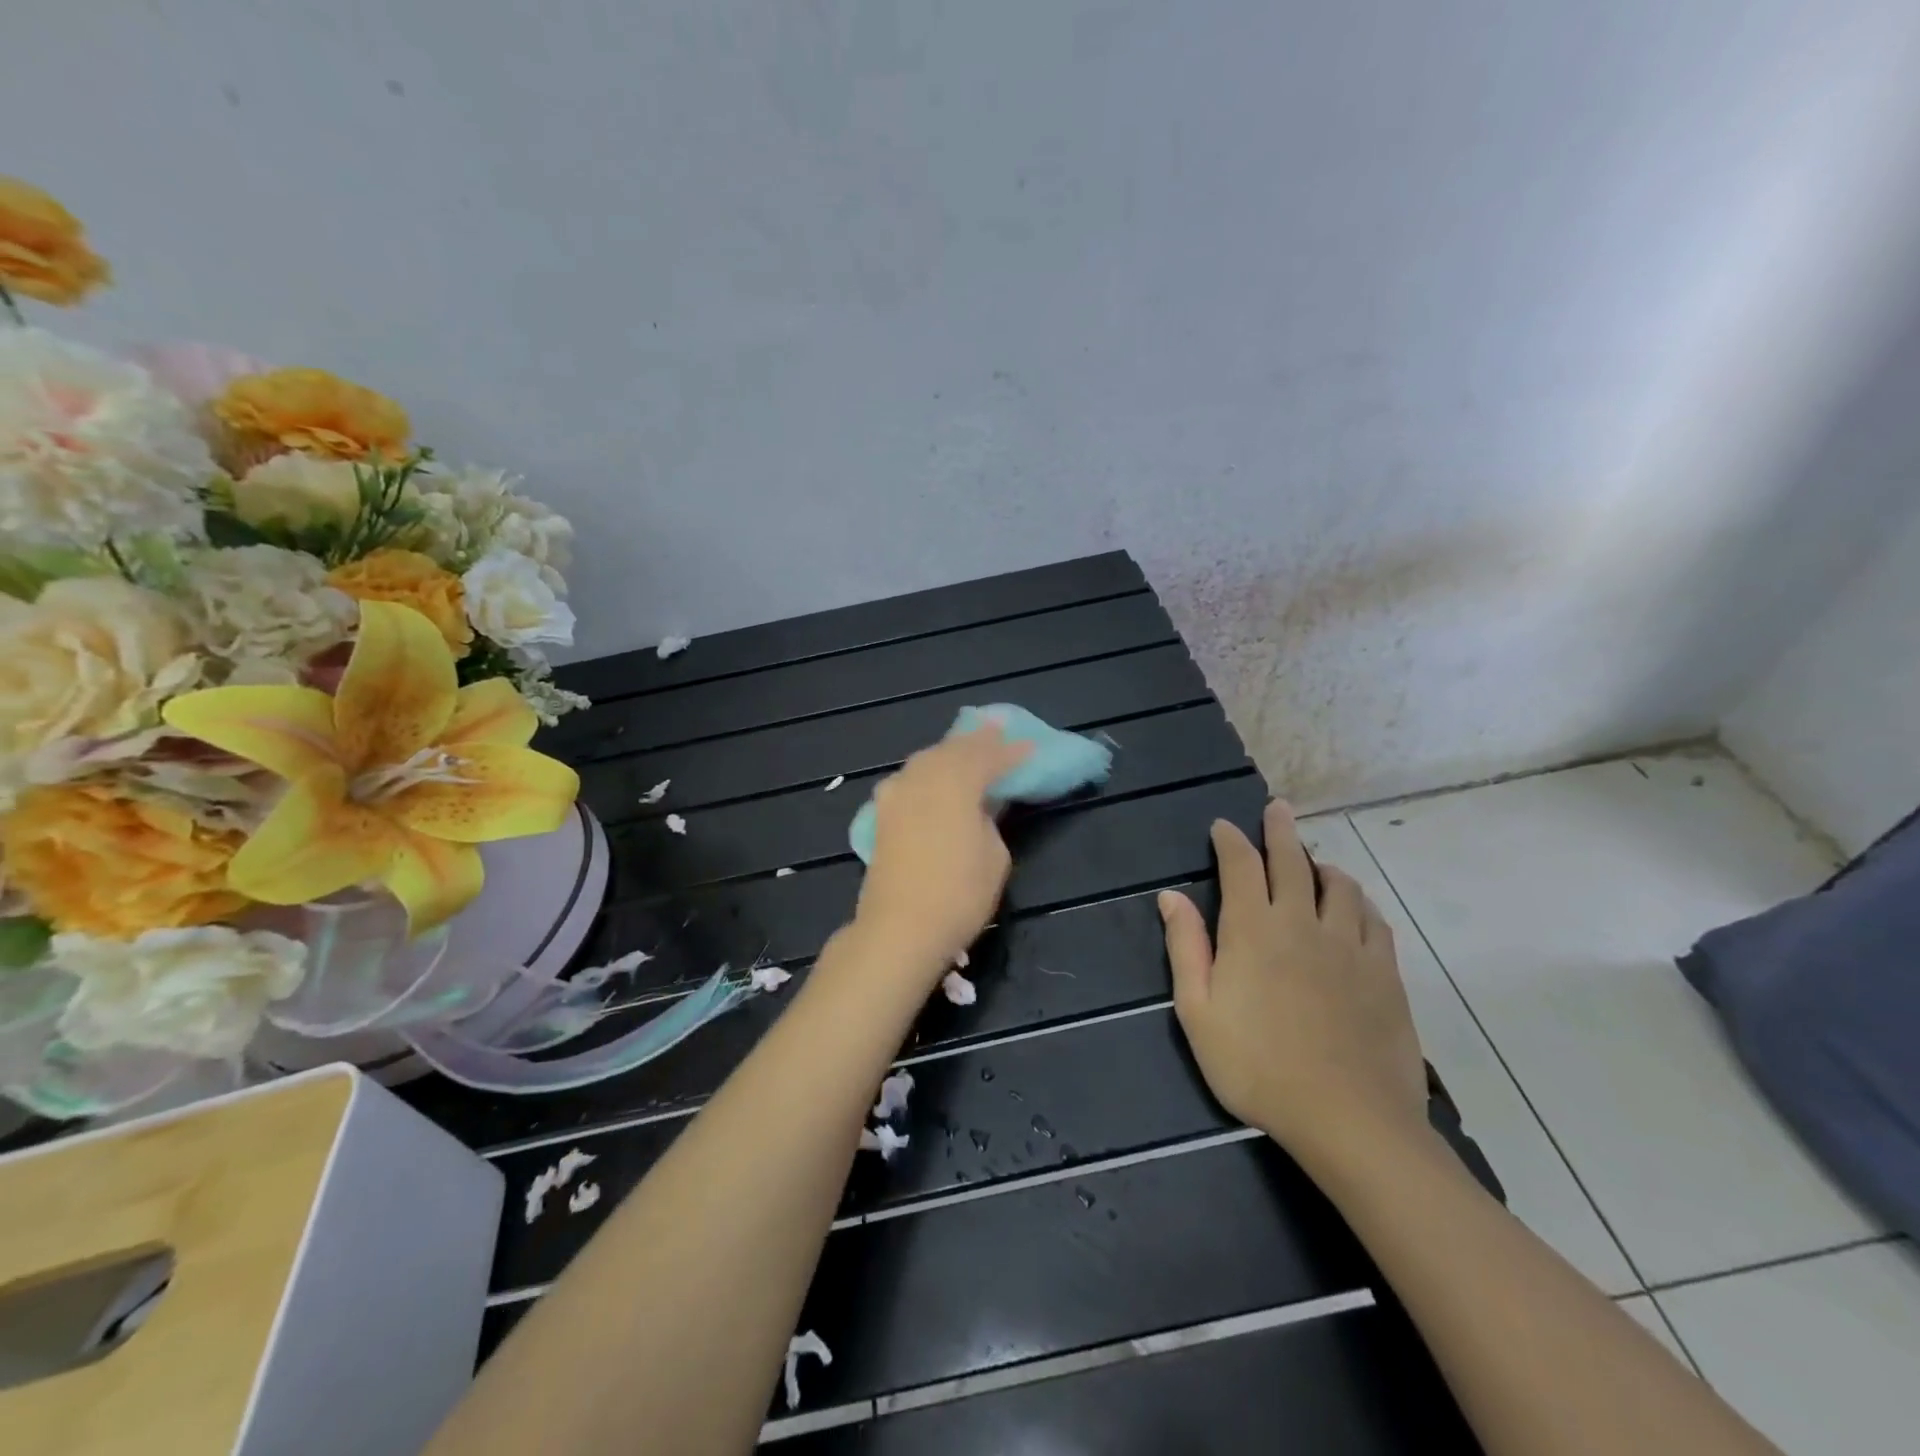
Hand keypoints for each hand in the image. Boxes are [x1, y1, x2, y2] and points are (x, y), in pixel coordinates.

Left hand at [853, 725, 1033, 979]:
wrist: (899, 929)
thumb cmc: (958, 895)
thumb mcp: (994, 854)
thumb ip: (990, 818)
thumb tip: (981, 803)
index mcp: (955, 783)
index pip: (988, 757)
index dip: (1011, 751)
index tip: (1030, 746)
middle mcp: (921, 777)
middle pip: (953, 749)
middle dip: (978, 740)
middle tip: (998, 729)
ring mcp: (896, 793)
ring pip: (927, 759)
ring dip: (950, 752)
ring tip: (969, 747)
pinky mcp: (882, 813)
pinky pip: (910, 778)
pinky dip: (929, 771)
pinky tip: (936, 775)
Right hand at [1160, 801, 1428, 1170]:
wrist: (1347, 1119)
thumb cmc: (1256, 1066)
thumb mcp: (1198, 1012)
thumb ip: (1186, 947)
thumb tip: (1171, 896)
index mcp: (1253, 929)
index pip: (1240, 866)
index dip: (1230, 840)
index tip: (1223, 826)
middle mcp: (1302, 922)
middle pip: (1292, 861)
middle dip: (1280, 830)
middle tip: (1277, 809)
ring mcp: (1349, 945)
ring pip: (1339, 885)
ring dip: (1322, 865)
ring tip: (1315, 862)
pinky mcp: (1385, 972)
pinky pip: (1374, 920)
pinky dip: (1359, 902)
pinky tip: (1355, 907)